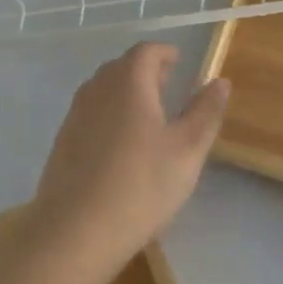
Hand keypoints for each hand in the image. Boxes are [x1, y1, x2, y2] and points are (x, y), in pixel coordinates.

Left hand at [23, 43, 230, 282]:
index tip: (179, 61)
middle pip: (121, 67)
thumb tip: (220, 81)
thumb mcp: (187, 150)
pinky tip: (120, 144)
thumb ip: (206, 112)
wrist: (75, 232)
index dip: (164, 53)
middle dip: (145, 70)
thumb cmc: (141, 186)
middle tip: (167, 84)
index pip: (145, 51)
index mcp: (128, 83)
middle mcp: (96, 90)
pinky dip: (109, 114)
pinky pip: (90, 114)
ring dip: (125, 92)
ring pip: (102, 90)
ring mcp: (74, 116)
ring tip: (147, 112)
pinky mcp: (62, 143)